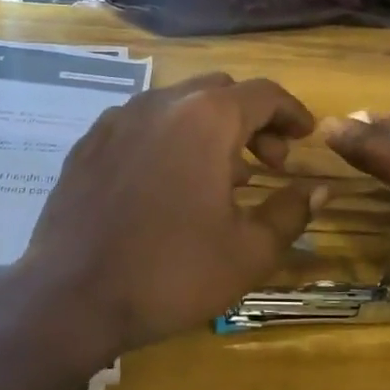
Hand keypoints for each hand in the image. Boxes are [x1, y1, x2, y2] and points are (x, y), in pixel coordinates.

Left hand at [17, 73, 325, 357]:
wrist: (70, 297)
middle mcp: (161, 103)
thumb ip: (291, 212)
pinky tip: (167, 182)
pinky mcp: (88, 143)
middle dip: (253, 120)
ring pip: (179, 104)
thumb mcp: (248, 252)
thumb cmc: (170, 273)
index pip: (264, 94)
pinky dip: (169, 138)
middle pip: (221, 92)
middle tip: (269, 164)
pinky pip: (141, 124)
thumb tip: (319, 189)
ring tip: (221, 177)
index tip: (306, 136)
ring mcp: (117, 119)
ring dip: (210, 129)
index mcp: (206, 119)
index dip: (292, 112)